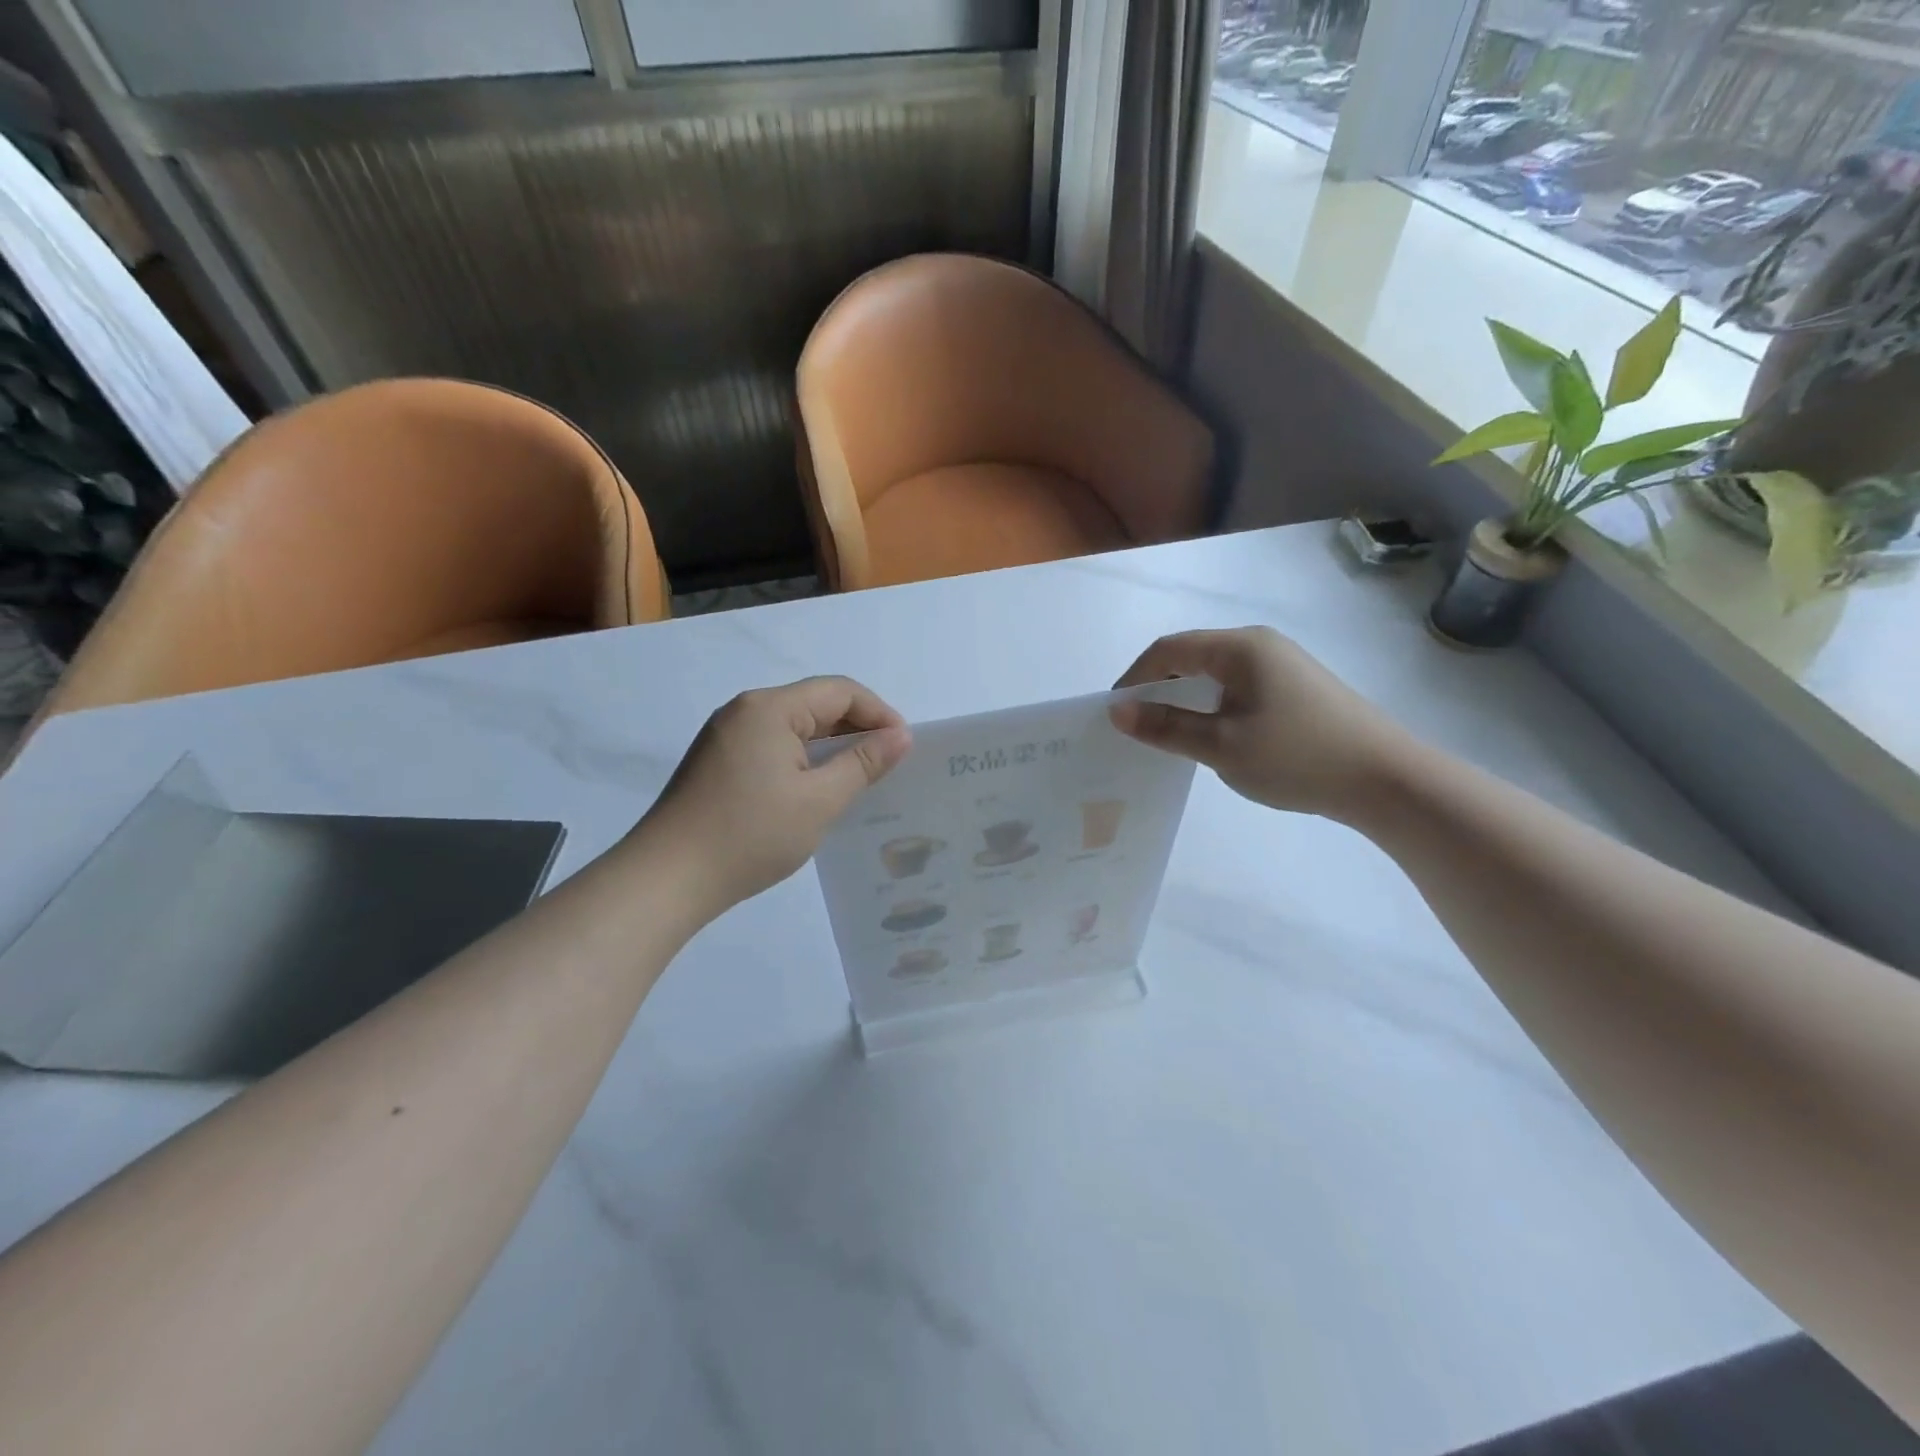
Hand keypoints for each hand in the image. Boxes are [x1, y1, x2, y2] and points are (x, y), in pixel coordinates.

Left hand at [635, 677, 911, 915]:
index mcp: (769, 708)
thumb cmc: (750, 835)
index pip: (839, 691)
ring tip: (860, 779)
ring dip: (830, 747)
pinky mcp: (716, 762)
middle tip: (888, 765)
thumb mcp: (819, 800)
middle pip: (815, 705)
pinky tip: (817, 790)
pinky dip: (803, 760)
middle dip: (856, 729)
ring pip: (794, 728)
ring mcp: (726, 736)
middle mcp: (745, 711)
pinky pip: (772, 747)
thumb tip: (901, 736)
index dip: (879, 713)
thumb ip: (863, 763)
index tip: (905, 747)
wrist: (667, 879)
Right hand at [1110, 627, 1408, 818]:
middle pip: (1192, 655)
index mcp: (1239, 647)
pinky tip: (1213, 732)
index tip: (1115, 713)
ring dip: (1185, 696)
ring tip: (1169, 731)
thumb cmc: (1296, 757)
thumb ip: (1166, 726)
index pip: (1169, 649)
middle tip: (1137, 724)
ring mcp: (1282, 663)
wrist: (1386, 779)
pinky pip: (1238, 684)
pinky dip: (1212, 703)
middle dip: (1158, 685)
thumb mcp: (1221, 746)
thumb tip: (1117, 711)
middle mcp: (1260, 644)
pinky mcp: (1296, 685)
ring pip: (1215, 671)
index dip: (1135, 677)